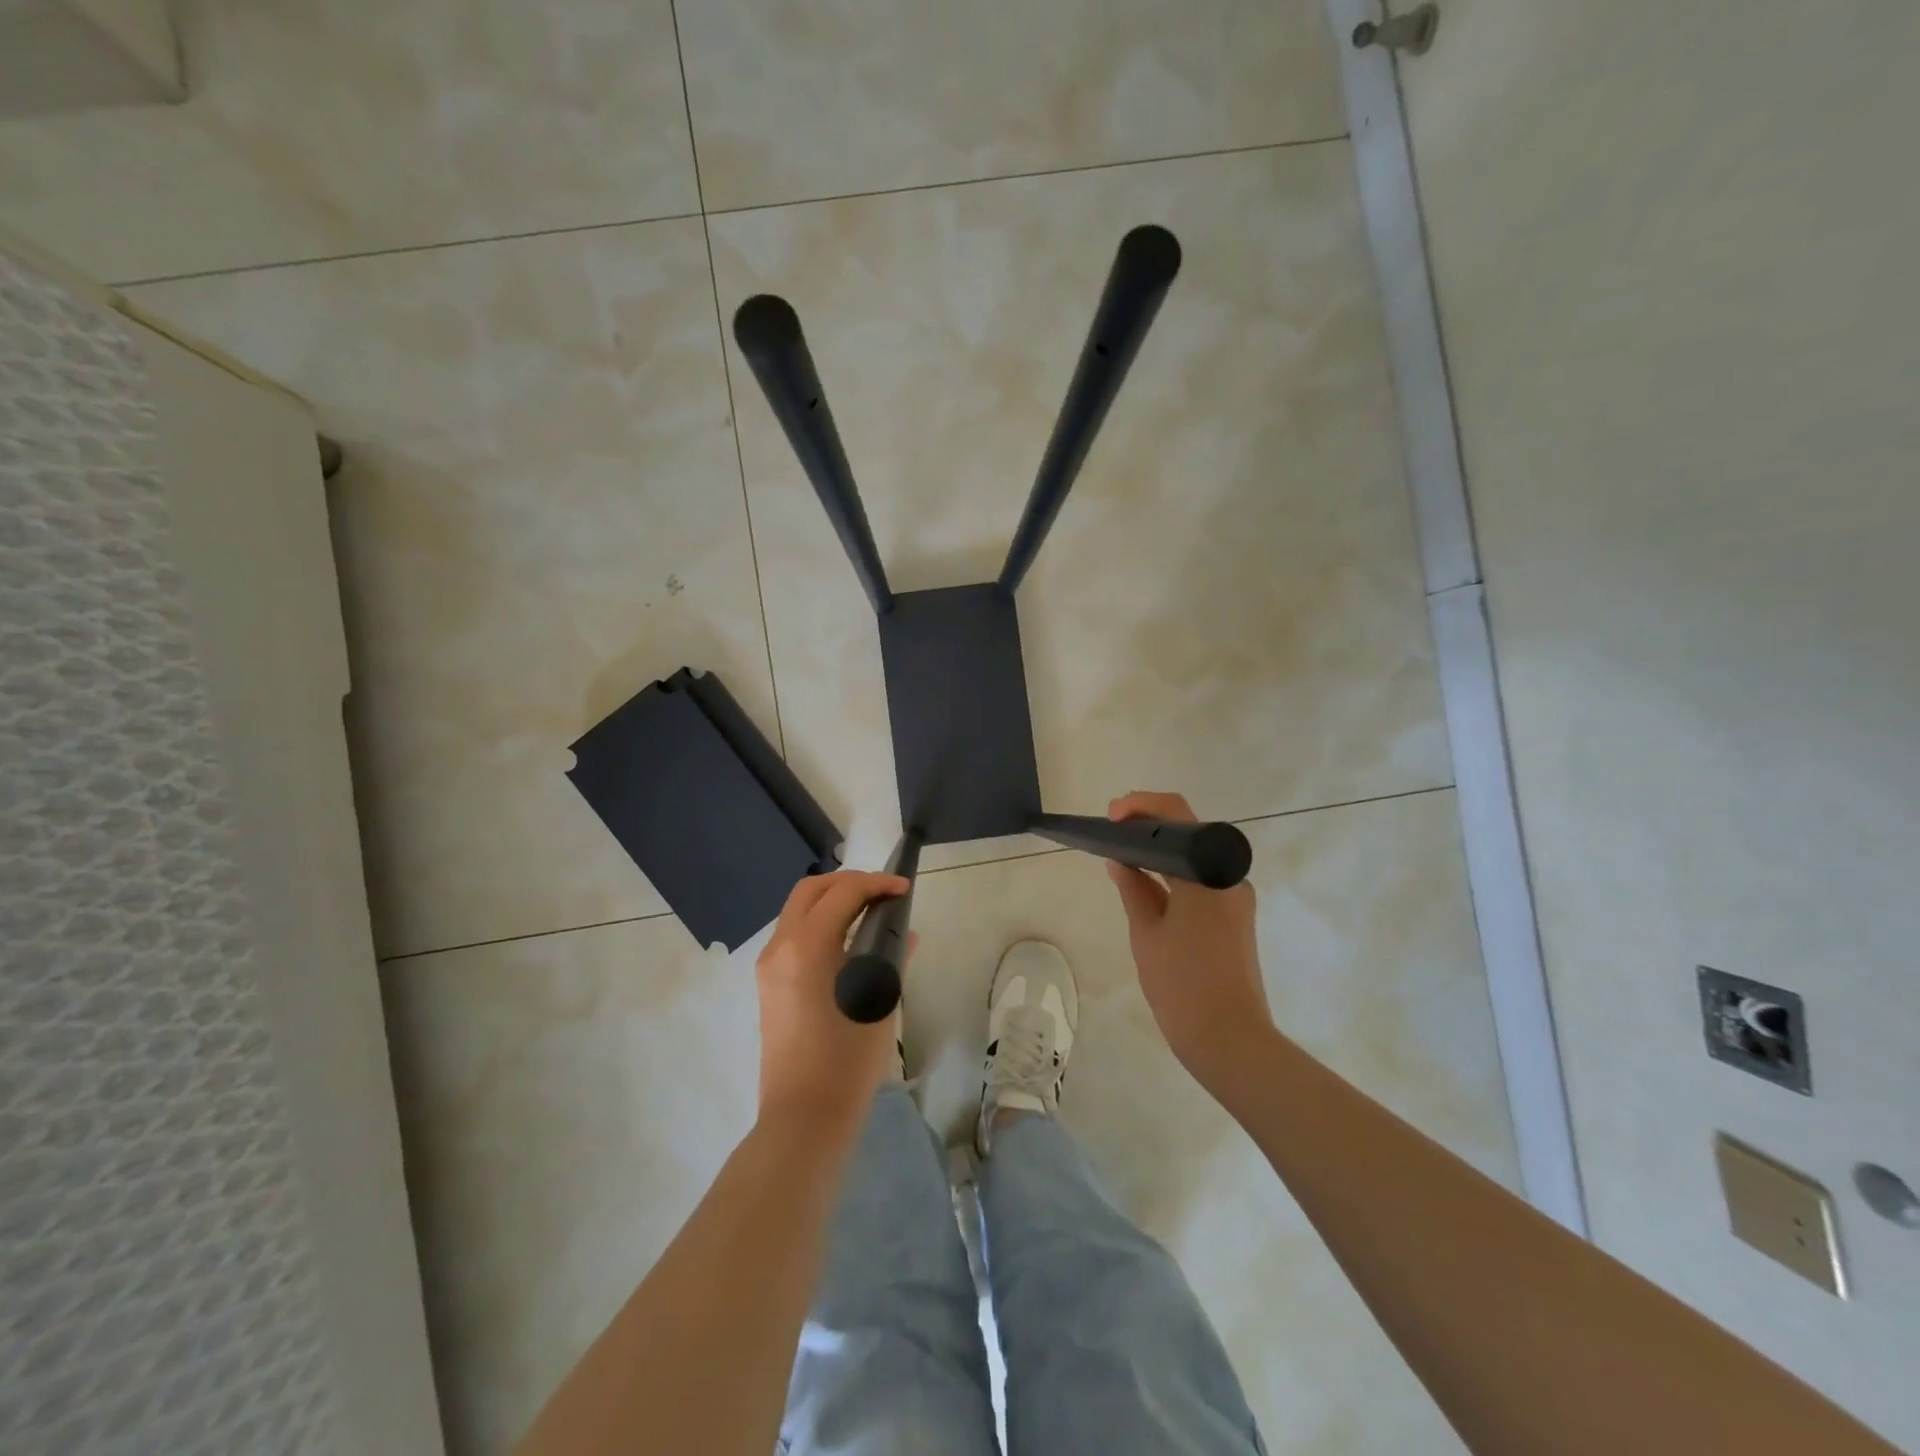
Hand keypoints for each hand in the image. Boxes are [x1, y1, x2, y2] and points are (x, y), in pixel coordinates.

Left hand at [755, 870, 909, 1138]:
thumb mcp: (879, 1004)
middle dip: (849, 882)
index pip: (842, 894)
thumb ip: (891, 958)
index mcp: (806, 947)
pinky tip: (849, 940)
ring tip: (870, 912)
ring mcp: (769, 965)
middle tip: (883, 893)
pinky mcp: (769, 983)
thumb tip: (905, 935)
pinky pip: (794, 934)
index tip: (904, 889)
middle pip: (811, 890)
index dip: (876, 884)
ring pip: (798, 909)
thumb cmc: (847, 1062)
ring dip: (832, 900)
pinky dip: (820, 922)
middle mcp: (780, 947)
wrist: (804, 1117)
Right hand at [1105, 791, 1272, 1089]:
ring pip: (1195, 859)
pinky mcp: (1236, 919)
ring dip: (1161, 853)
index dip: (1141, 806)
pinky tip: (1147, 887)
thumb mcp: (1147, 934)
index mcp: (1207, 875)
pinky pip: (1202, 882)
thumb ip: (1133, 889)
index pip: (1177, 816)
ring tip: (1122, 858)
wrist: (1231, 1042)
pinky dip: (1175, 876)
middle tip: (1112, 834)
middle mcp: (1229, 879)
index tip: (1112, 816)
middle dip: (1148, 828)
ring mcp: (1236, 899)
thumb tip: (1119, 861)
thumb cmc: (1183, 986)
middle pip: (1189, 834)